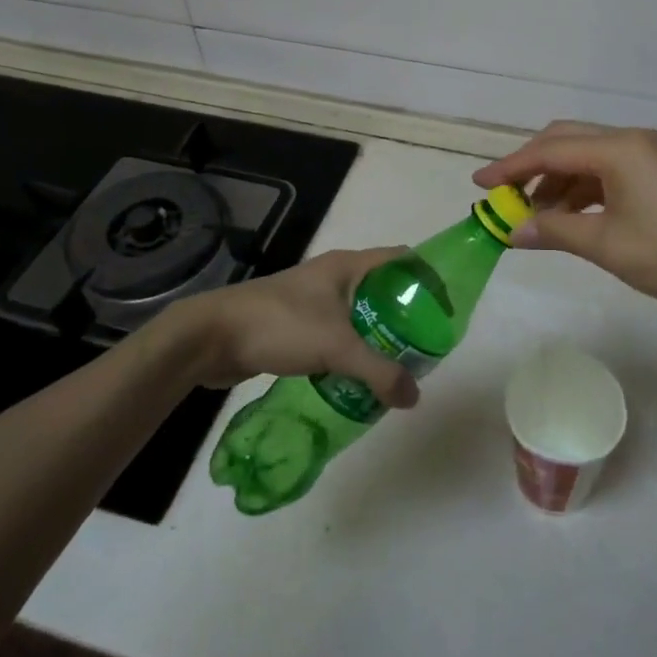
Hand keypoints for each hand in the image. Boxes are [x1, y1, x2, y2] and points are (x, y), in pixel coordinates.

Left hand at [167, 247, 419, 407]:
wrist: (211, 337)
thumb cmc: (279, 325)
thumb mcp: (336, 347)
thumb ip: (379, 372)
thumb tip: (414, 398)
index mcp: (347, 265)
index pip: (401, 259)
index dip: (427, 276)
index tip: (446, 307)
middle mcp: (333, 276)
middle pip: (383, 289)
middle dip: (406, 315)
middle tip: (427, 346)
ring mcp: (312, 300)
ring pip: (359, 315)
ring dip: (379, 337)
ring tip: (400, 366)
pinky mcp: (296, 325)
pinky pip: (337, 334)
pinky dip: (353, 352)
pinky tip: (360, 378)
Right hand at [473, 122, 656, 306]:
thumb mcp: (605, 244)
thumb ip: (554, 231)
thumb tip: (512, 232)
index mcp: (617, 148)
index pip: (549, 150)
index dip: (510, 167)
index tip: (479, 184)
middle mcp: (630, 140)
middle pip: (565, 141)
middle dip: (530, 167)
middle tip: (503, 196)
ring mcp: (646, 153)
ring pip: (585, 156)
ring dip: (556, 181)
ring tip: (534, 216)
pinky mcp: (656, 171)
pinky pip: (605, 170)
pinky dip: (580, 189)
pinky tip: (568, 216)